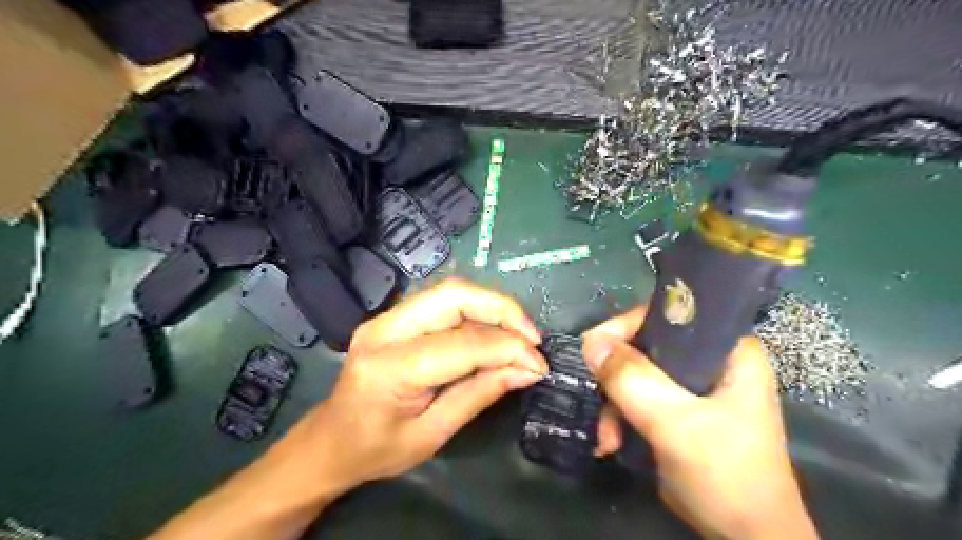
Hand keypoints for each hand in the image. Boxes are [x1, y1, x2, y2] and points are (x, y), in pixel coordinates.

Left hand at [303, 278, 553, 492]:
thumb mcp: (432, 435)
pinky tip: (493, 331)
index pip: (462, 343)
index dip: (508, 348)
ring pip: (451, 292)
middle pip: (454, 295)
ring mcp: (385, 317)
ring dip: (492, 307)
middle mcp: (384, 330)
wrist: (329, 442)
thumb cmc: (375, 450)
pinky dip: (476, 311)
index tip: (539, 363)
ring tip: (519, 334)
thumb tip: (527, 370)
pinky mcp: (393, 316)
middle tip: (532, 337)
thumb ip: (480, 395)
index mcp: (389, 368)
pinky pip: (443, 302)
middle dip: (503, 310)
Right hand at [582, 308, 814, 538]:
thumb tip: (590, 342)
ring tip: (607, 437)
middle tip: (599, 398)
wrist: (746, 539)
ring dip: (614, 403)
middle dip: (616, 376)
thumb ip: (634, 381)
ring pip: (637, 373)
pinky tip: (613, 442)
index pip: (668, 314)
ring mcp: (693, 386)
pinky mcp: (680, 409)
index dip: (628, 326)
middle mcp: (711, 360)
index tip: (595, 349)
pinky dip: (620, 417)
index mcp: (728, 349)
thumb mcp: (676, 424)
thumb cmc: (726, 475)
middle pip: (646, 345)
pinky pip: (639, 397)